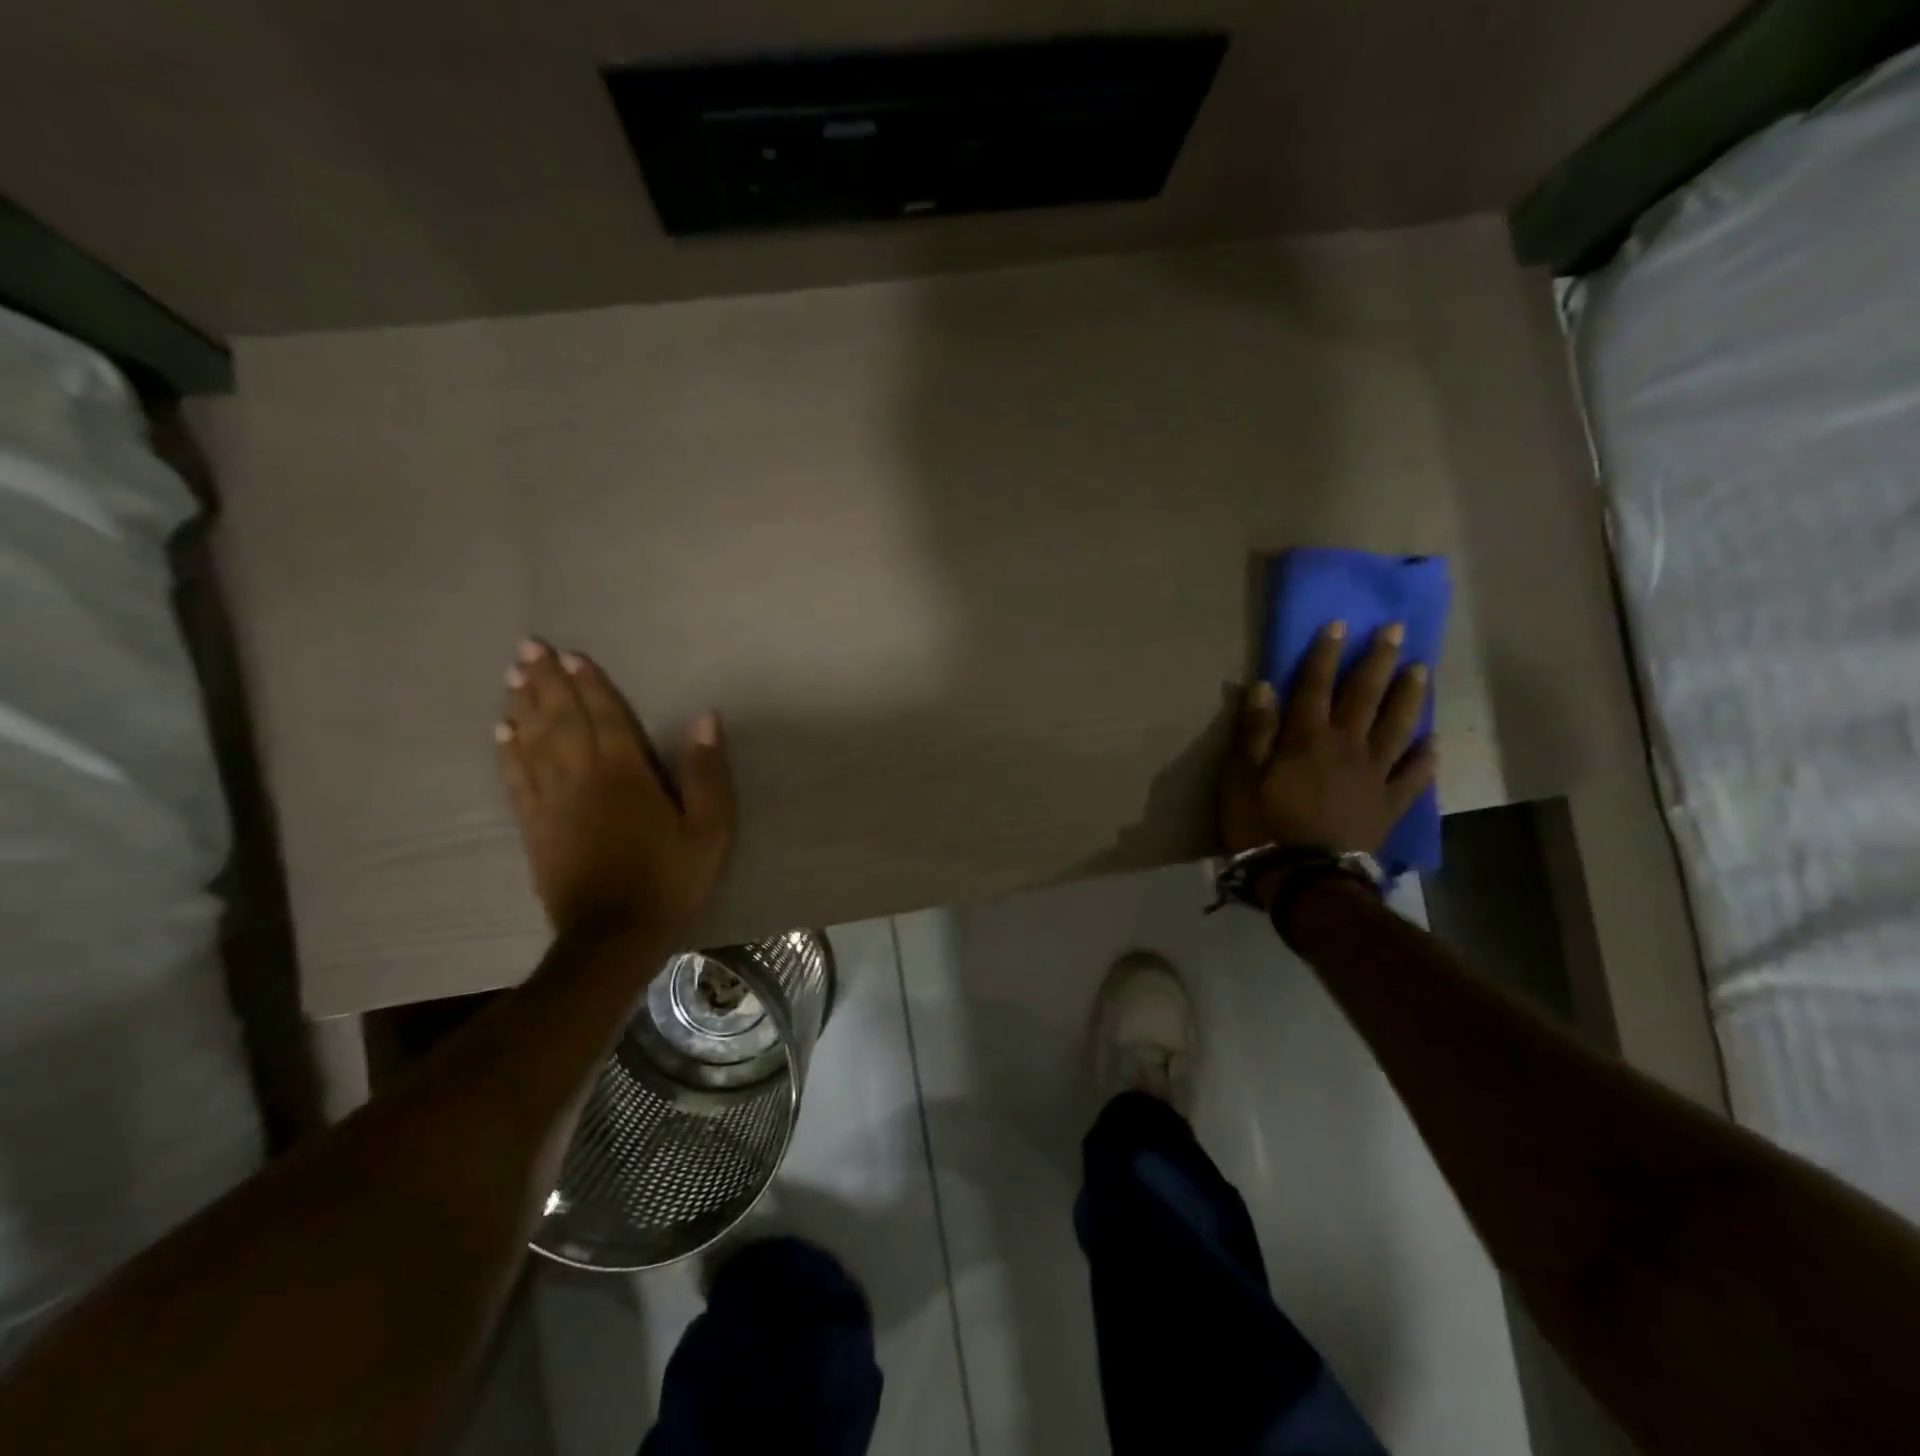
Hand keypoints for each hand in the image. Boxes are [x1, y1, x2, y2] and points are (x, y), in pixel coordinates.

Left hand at [495, 641, 733, 939]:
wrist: (614, 937)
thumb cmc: (669, 880)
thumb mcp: (709, 831)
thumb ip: (706, 774)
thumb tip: (704, 719)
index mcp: (625, 775)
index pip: (605, 718)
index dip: (589, 685)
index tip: (571, 655)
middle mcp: (581, 778)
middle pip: (561, 721)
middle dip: (546, 682)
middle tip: (528, 647)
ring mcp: (551, 803)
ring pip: (533, 743)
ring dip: (523, 706)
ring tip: (512, 676)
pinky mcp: (534, 828)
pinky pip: (516, 780)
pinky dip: (507, 752)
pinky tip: (501, 733)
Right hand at [1218, 621, 1436, 860]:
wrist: (1304, 878)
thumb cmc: (1262, 825)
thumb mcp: (1240, 777)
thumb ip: (1254, 731)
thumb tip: (1265, 686)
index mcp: (1307, 738)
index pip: (1316, 685)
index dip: (1325, 653)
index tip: (1340, 623)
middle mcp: (1346, 746)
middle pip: (1365, 696)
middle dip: (1378, 661)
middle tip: (1397, 631)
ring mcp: (1373, 775)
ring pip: (1396, 727)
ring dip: (1409, 697)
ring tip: (1421, 671)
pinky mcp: (1388, 804)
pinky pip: (1412, 777)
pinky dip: (1424, 759)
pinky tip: (1432, 744)